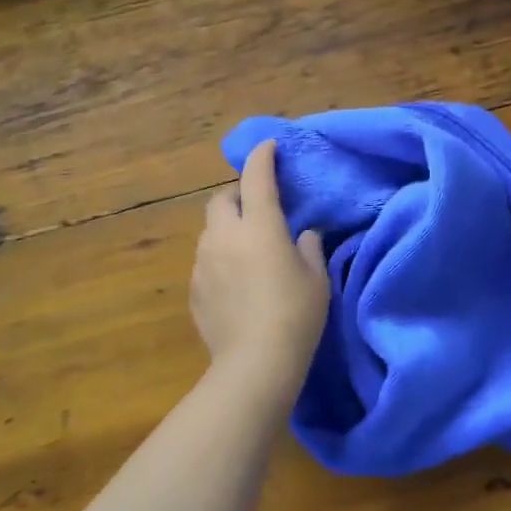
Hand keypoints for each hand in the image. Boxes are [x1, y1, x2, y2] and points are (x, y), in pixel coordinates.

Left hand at [191, 139, 329, 396]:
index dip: (262, 156)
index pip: (256, 177)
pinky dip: (220, 257)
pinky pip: (206, 260)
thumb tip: (303, 234)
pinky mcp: (194, 289)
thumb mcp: (316, 277)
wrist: (255, 364)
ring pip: (210, 230)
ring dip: (227, 227)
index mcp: (259, 226)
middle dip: (237, 194)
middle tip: (258, 207)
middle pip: (220, 199)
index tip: (268, 147)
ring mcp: (204, 263)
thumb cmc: (295, 314)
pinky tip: (236, 280)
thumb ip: (309, 246)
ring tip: (247, 247)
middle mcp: (225, 236)